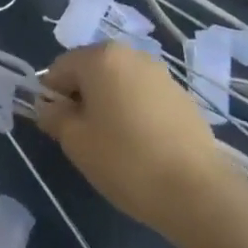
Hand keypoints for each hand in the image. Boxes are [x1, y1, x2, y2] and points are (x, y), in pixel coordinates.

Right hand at [36, 42, 224, 240]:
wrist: (199, 193)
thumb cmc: (127, 161)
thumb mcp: (76, 142)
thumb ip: (54, 117)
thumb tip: (48, 107)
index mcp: (101, 56)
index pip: (60, 68)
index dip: (52, 97)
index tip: (57, 128)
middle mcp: (131, 54)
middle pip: (91, 71)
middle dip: (82, 98)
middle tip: (84, 137)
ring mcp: (160, 74)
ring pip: (119, 83)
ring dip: (109, 105)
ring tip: (115, 144)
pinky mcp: (182, 96)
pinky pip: (144, 97)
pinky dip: (135, 113)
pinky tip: (142, 147)